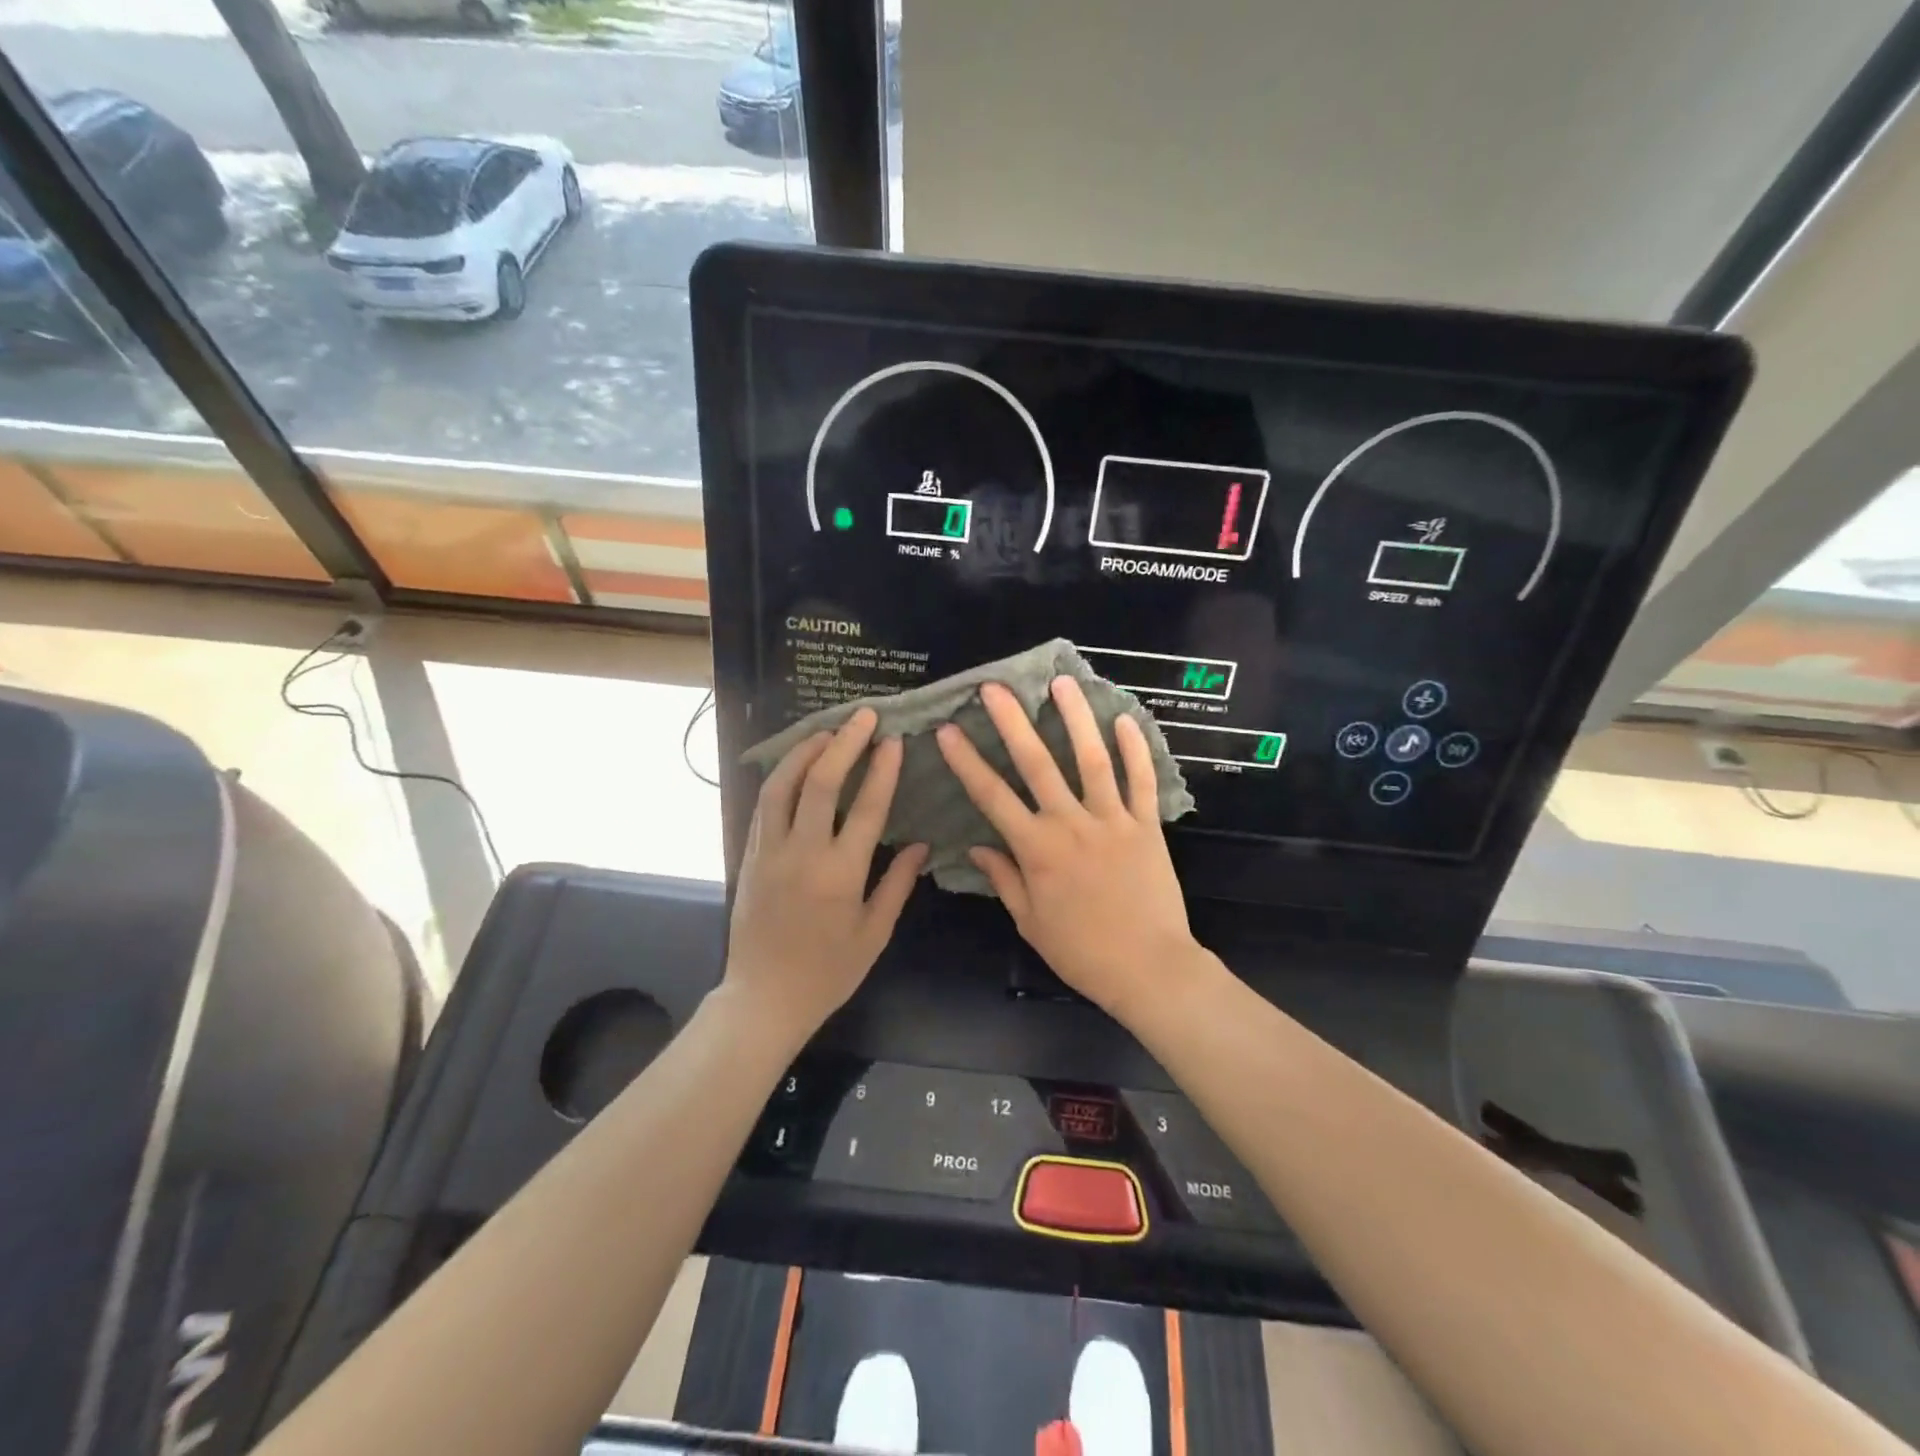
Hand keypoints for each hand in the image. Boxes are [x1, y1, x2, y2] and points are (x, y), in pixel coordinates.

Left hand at [726, 709, 927, 1036]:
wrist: (764, 997)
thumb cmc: (828, 972)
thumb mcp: (874, 933)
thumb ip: (897, 883)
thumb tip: (921, 844)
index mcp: (841, 874)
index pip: (867, 807)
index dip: (882, 769)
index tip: (893, 740)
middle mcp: (803, 853)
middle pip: (822, 782)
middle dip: (845, 743)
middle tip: (863, 716)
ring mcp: (769, 851)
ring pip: (783, 785)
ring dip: (806, 751)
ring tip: (828, 730)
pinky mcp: (749, 855)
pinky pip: (764, 804)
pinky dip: (782, 776)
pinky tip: (796, 764)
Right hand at [936, 677, 1195, 1023]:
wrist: (1148, 968)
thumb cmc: (1082, 951)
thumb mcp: (1030, 922)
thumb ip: (1004, 879)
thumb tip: (977, 848)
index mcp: (1036, 849)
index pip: (992, 796)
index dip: (967, 761)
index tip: (948, 730)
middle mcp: (1070, 824)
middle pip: (1037, 764)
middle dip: (1013, 722)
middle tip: (995, 687)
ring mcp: (1112, 820)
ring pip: (1092, 759)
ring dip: (1076, 718)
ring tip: (1063, 682)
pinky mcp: (1147, 826)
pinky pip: (1142, 781)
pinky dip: (1135, 750)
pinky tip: (1125, 719)